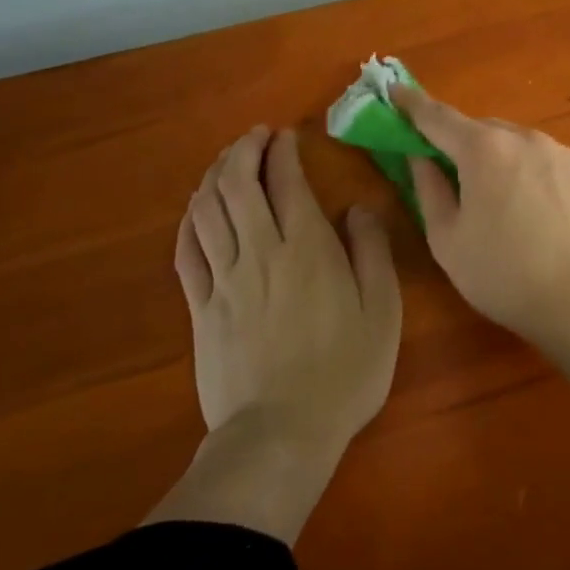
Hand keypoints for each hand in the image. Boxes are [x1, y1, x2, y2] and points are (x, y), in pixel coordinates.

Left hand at [175, 126, 402, 447]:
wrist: (281, 433)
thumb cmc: (345, 370)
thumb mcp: (382, 310)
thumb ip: (372, 251)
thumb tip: (357, 208)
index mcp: (307, 248)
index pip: (286, 181)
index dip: (282, 151)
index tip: (286, 135)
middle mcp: (260, 252)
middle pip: (237, 185)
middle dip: (243, 151)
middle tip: (254, 136)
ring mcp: (223, 280)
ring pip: (207, 211)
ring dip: (214, 176)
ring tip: (227, 161)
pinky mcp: (200, 308)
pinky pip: (186, 251)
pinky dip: (190, 220)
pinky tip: (197, 210)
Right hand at [392, 87, 569, 338]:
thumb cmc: (502, 274)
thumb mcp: (447, 239)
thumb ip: (428, 189)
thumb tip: (420, 157)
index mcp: (484, 150)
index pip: (438, 117)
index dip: (412, 104)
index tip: (395, 91)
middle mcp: (526, 139)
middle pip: (483, 130)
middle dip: (462, 143)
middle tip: (451, 172)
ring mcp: (564, 154)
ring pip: (520, 144)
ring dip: (501, 159)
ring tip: (501, 201)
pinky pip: (550, 163)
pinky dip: (534, 174)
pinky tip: (538, 212)